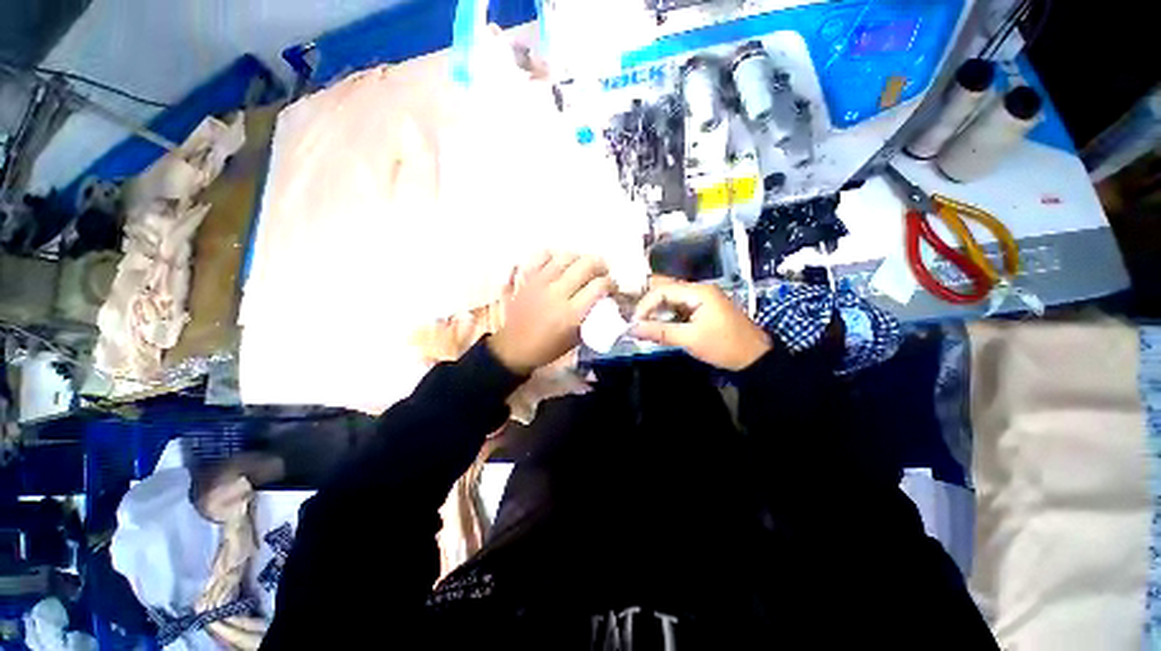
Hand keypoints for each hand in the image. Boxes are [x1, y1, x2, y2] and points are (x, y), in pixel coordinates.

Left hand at [489, 252, 614, 374]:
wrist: (514, 348)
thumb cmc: (548, 348)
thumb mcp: (576, 339)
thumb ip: (591, 317)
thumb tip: (604, 300)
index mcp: (571, 314)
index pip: (599, 286)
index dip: (611, 284)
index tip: (612, 288)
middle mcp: (557, 293)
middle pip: (586, 265)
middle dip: (600, 265)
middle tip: (602, 272)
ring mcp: (540, 283)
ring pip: (566, 257)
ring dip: (579, 259)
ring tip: (582, 266)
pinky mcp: (526, 279)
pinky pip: (541, 256)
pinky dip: (553, 256)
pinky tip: (559, 263)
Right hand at [632, 276, 771, 370]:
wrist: (755, 358)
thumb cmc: (724, 346)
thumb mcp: (690, 339)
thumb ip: (660, 332)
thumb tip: (632, 329)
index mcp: (699, 291)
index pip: (662, 290)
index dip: (645, 305)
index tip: (635, 323)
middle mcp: (699, 290)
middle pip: (665, 289)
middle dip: (648, 303)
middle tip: (634, 318)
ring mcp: (701, 299)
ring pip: (671, 298)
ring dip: (656, 310)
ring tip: (643, 324)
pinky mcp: (702, 309)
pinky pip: (678, 307)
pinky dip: (666, 315)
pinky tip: (658, 325)